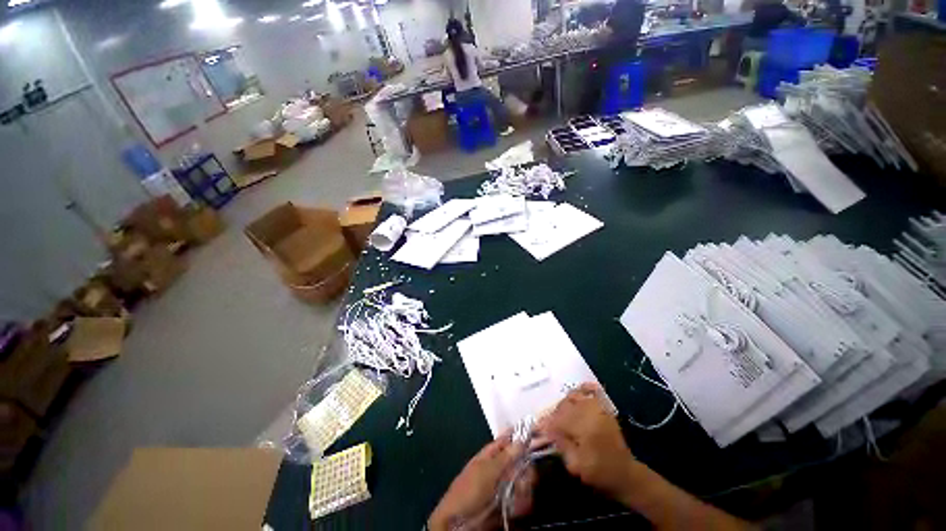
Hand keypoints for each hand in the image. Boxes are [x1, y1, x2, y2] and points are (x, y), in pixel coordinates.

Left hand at [428, 433, 535, 530]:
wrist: (460, 522)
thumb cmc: (469, 490)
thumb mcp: (487, 470)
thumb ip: (506, 456)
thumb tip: (521, 439)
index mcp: (491, 455)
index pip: (508, 440)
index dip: (520, 436)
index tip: (536, 435)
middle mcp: (500, 468)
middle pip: (521, 462)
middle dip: (526, 470)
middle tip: (524, 479)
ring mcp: (505, 487)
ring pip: (524, 481)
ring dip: (524, 490)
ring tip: (517, 497)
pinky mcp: (509, 505)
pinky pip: (522, 500)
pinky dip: (522, 504)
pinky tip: (515, 509)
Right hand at [537, 383, 638, 500]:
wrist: (625, 474)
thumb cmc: (599, 473)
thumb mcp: (576, 465)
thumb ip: (561, 444)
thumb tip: (547, 430)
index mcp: (584, 428)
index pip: (558, 419)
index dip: (546, 423)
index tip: (538, 429)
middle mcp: (590, 413)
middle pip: (564, 406)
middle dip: (553, 414)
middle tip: (547, 424)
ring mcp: (599, 409)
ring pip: (573, 397)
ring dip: (564, 404)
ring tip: (560, 415)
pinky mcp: (604, 409)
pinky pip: (592, 392)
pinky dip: (584, 388)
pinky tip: (578, 391)